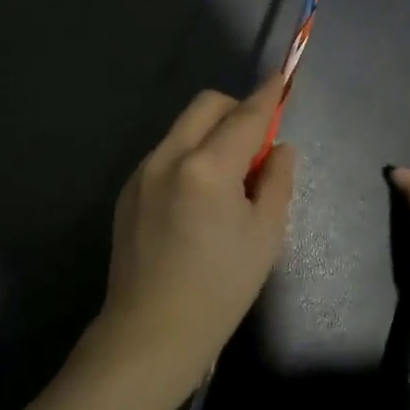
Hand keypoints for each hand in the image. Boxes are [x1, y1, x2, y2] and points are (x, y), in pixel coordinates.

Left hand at [89, 77, 297, 402]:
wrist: (151, 332)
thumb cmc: (220, 289)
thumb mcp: (265, 236)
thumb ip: (276, 181)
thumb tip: (280, 148)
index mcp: (206, 168)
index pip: (245, 117)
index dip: (268, 96)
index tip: (282, 78)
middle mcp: (167, 157)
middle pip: (206, 106)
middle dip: (235, 110)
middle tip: (256, 146)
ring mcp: (142, 172)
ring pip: (183, 129)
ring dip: (211, 135)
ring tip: (227, 181)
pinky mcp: (128, 191)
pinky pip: (166, 155)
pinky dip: (189, 157)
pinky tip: (197, 200)